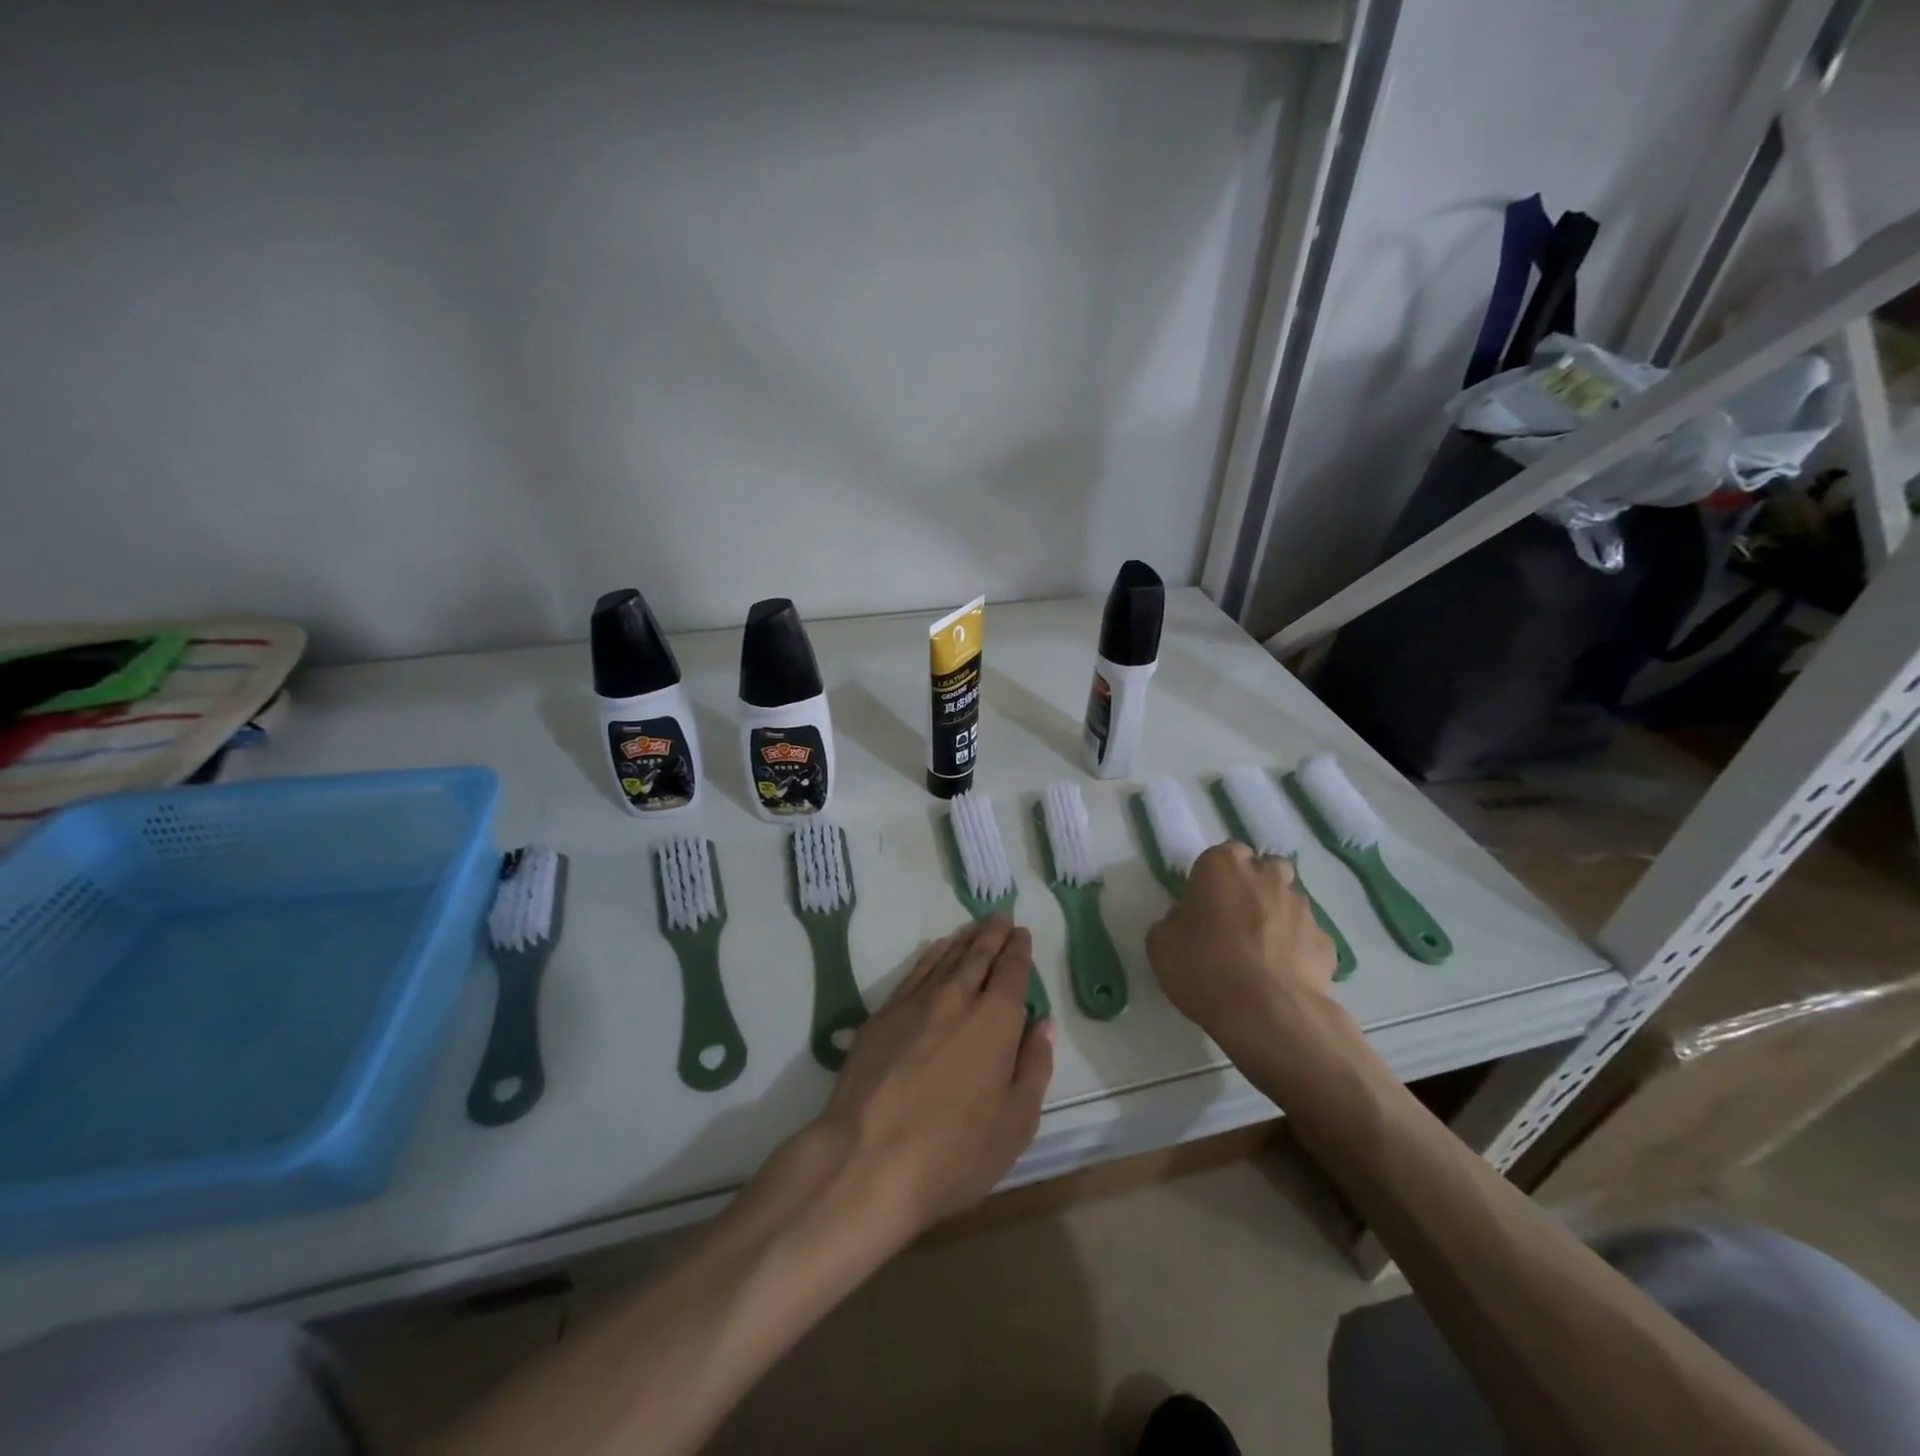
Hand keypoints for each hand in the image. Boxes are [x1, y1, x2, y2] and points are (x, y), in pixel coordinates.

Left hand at [813, 915, 1053, 1244]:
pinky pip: (914, 972)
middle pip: (978, 955)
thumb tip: (1042, 1024)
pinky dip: (929, 956)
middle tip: (1001, 917)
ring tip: (973, 928)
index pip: (1012, 971)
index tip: (1022, 933)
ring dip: (963, 940)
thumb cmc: (955, 1151)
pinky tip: (934, 952)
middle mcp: (957, 998)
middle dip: (992, 935)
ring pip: (945, 959)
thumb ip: (1034, 1067)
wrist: (868, 1158)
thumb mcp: (1015, 1123)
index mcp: (996, 1020)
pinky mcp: (882, 1015)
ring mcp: (915, 1003)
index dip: (1019, 950)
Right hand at [1146, 842, 1336, 1054]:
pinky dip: (1297, 949)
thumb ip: (1173, 921)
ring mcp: (1303, 908)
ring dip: (1276, 916)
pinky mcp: (1326, 942)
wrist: (1269, 1015)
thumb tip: (1187, 919)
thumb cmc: (1206, 969)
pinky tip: (1282, 975)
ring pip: (1289, 900)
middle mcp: (1267, 876)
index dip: (1213, 879)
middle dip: (1253, 886)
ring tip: (1260, 953)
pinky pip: (1307, 937)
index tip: (1203, 905)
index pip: (1222, 855)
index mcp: (1223, 866)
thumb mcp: (1162, 944)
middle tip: (1234, 920)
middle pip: (1264, 869)